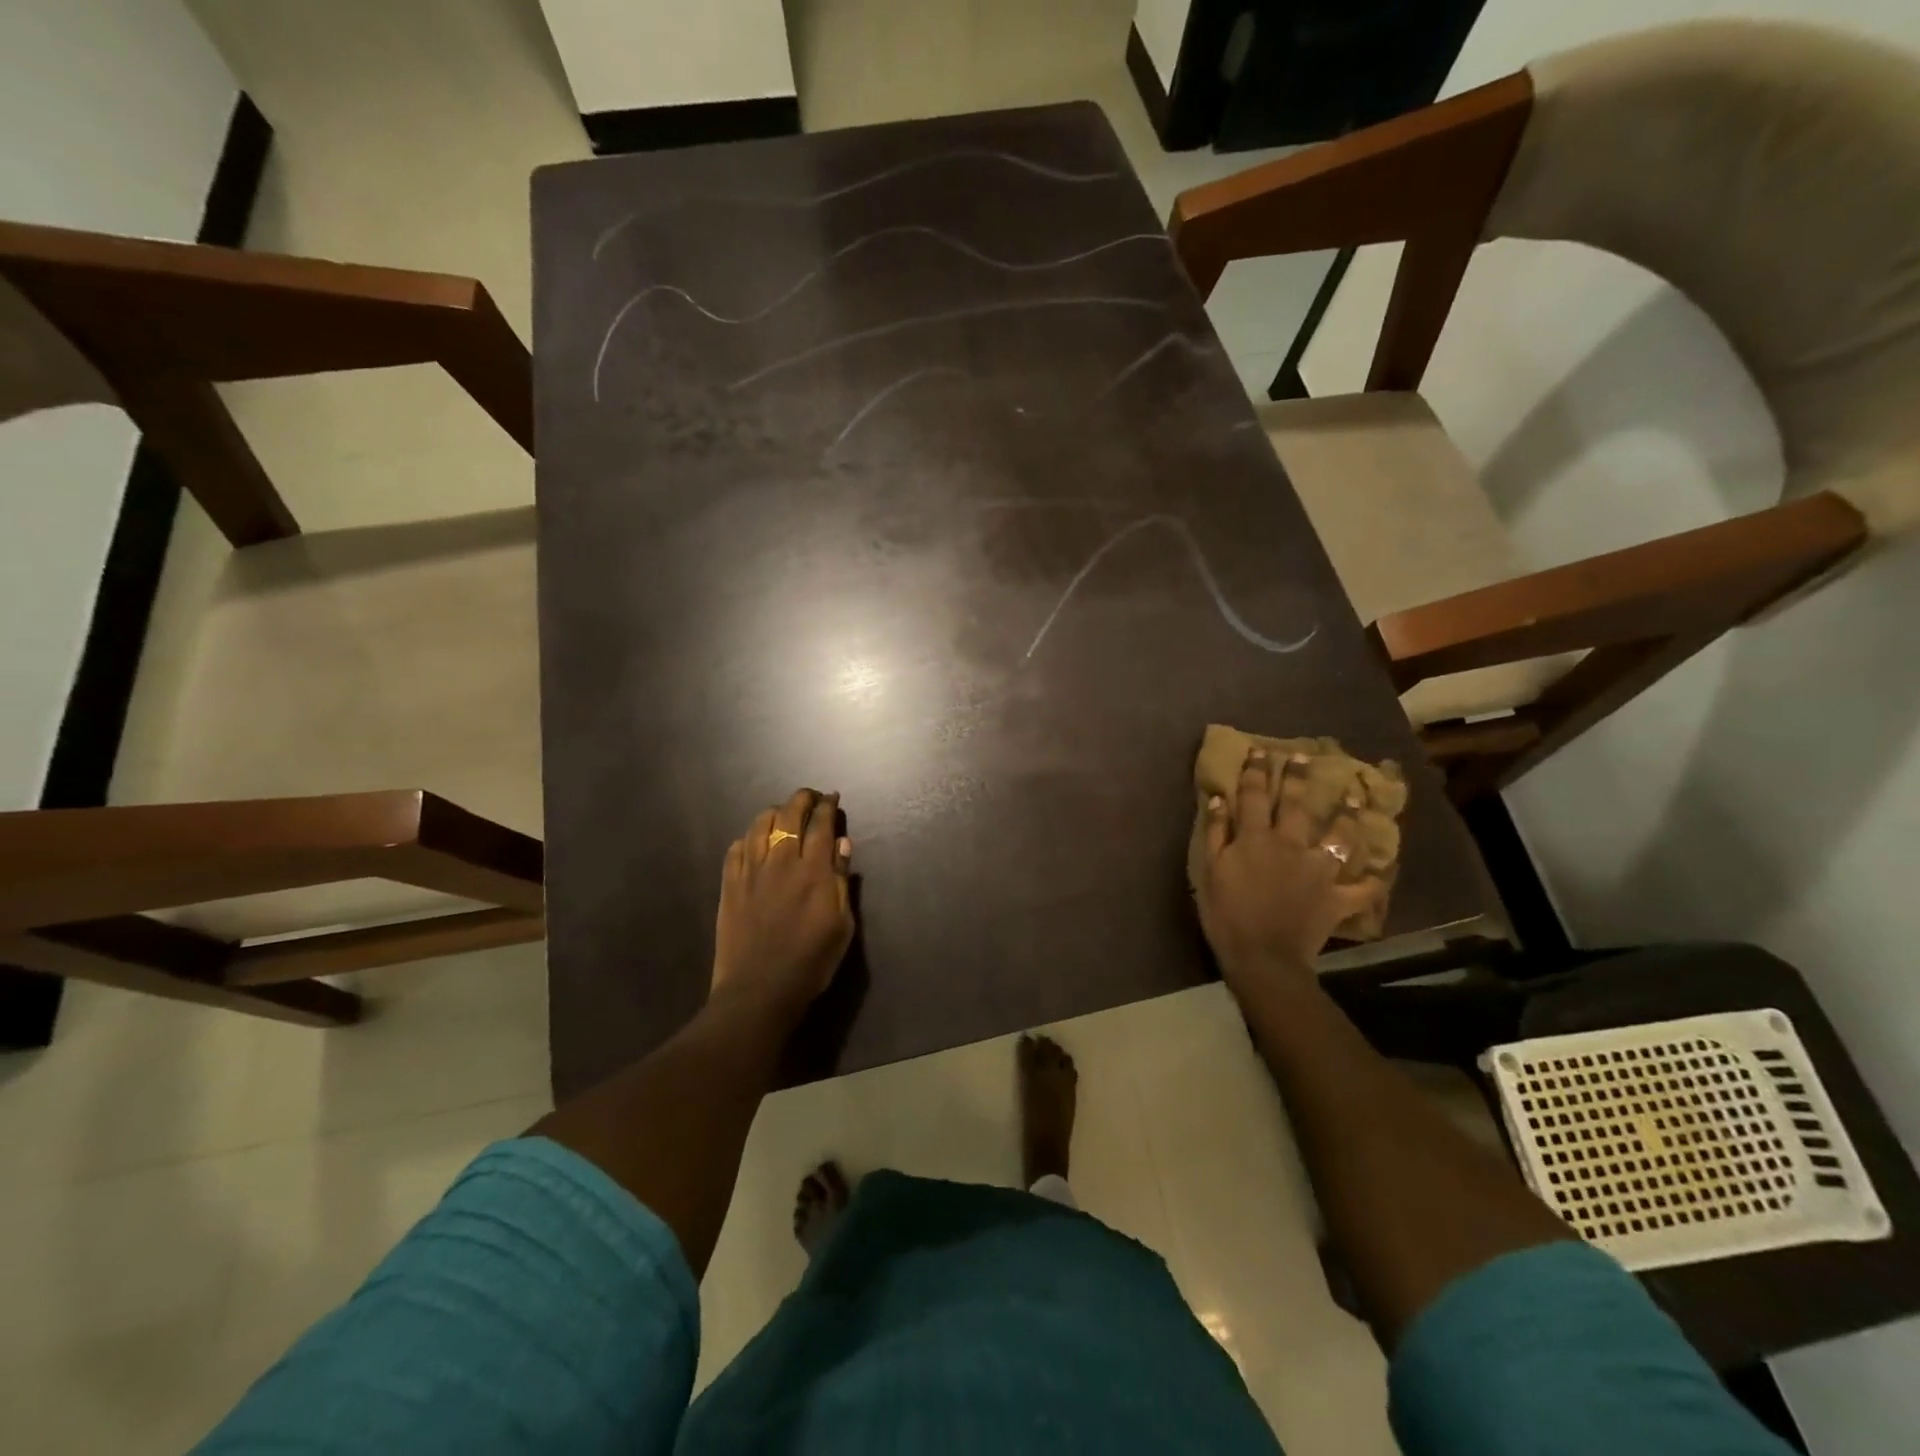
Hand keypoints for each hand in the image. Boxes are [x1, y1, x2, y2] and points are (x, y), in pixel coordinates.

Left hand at [711, 788, 854, 1020]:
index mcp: (813, 871)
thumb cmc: (811, 962)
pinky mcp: (729, 885)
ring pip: (760, 824)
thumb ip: (840, 880)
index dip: (828, 806)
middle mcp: (781, 861)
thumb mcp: (842, 925)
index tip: (832, 798)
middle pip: (789, 814)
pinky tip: (755, 842)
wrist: (759, 991)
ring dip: (774, 812)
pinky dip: (749, 837)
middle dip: (802, 799)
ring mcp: (751, 871)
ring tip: (783, 814)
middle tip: (811, 798)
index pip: (821, 823)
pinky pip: (736, 847)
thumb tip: (841, 843)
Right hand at [1193, 747, 1382, 994]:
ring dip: (1348, 815)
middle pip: (1296, 805)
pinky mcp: (1337, 898)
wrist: (1262, 957)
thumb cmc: (1227, 914)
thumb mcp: (1209, 871)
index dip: (1256, 771)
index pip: (1254, 796)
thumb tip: (1218, 798)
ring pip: (1338, 836)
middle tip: (1305, 756)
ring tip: (1355, 798)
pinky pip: (1363, 888)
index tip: (1260, 751)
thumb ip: (1215, 833)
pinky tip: (1384, 869)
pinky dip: (1375, 880)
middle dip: (1299, 778)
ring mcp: (1319, 870)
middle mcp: (1290, 845)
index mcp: (1255, 838)